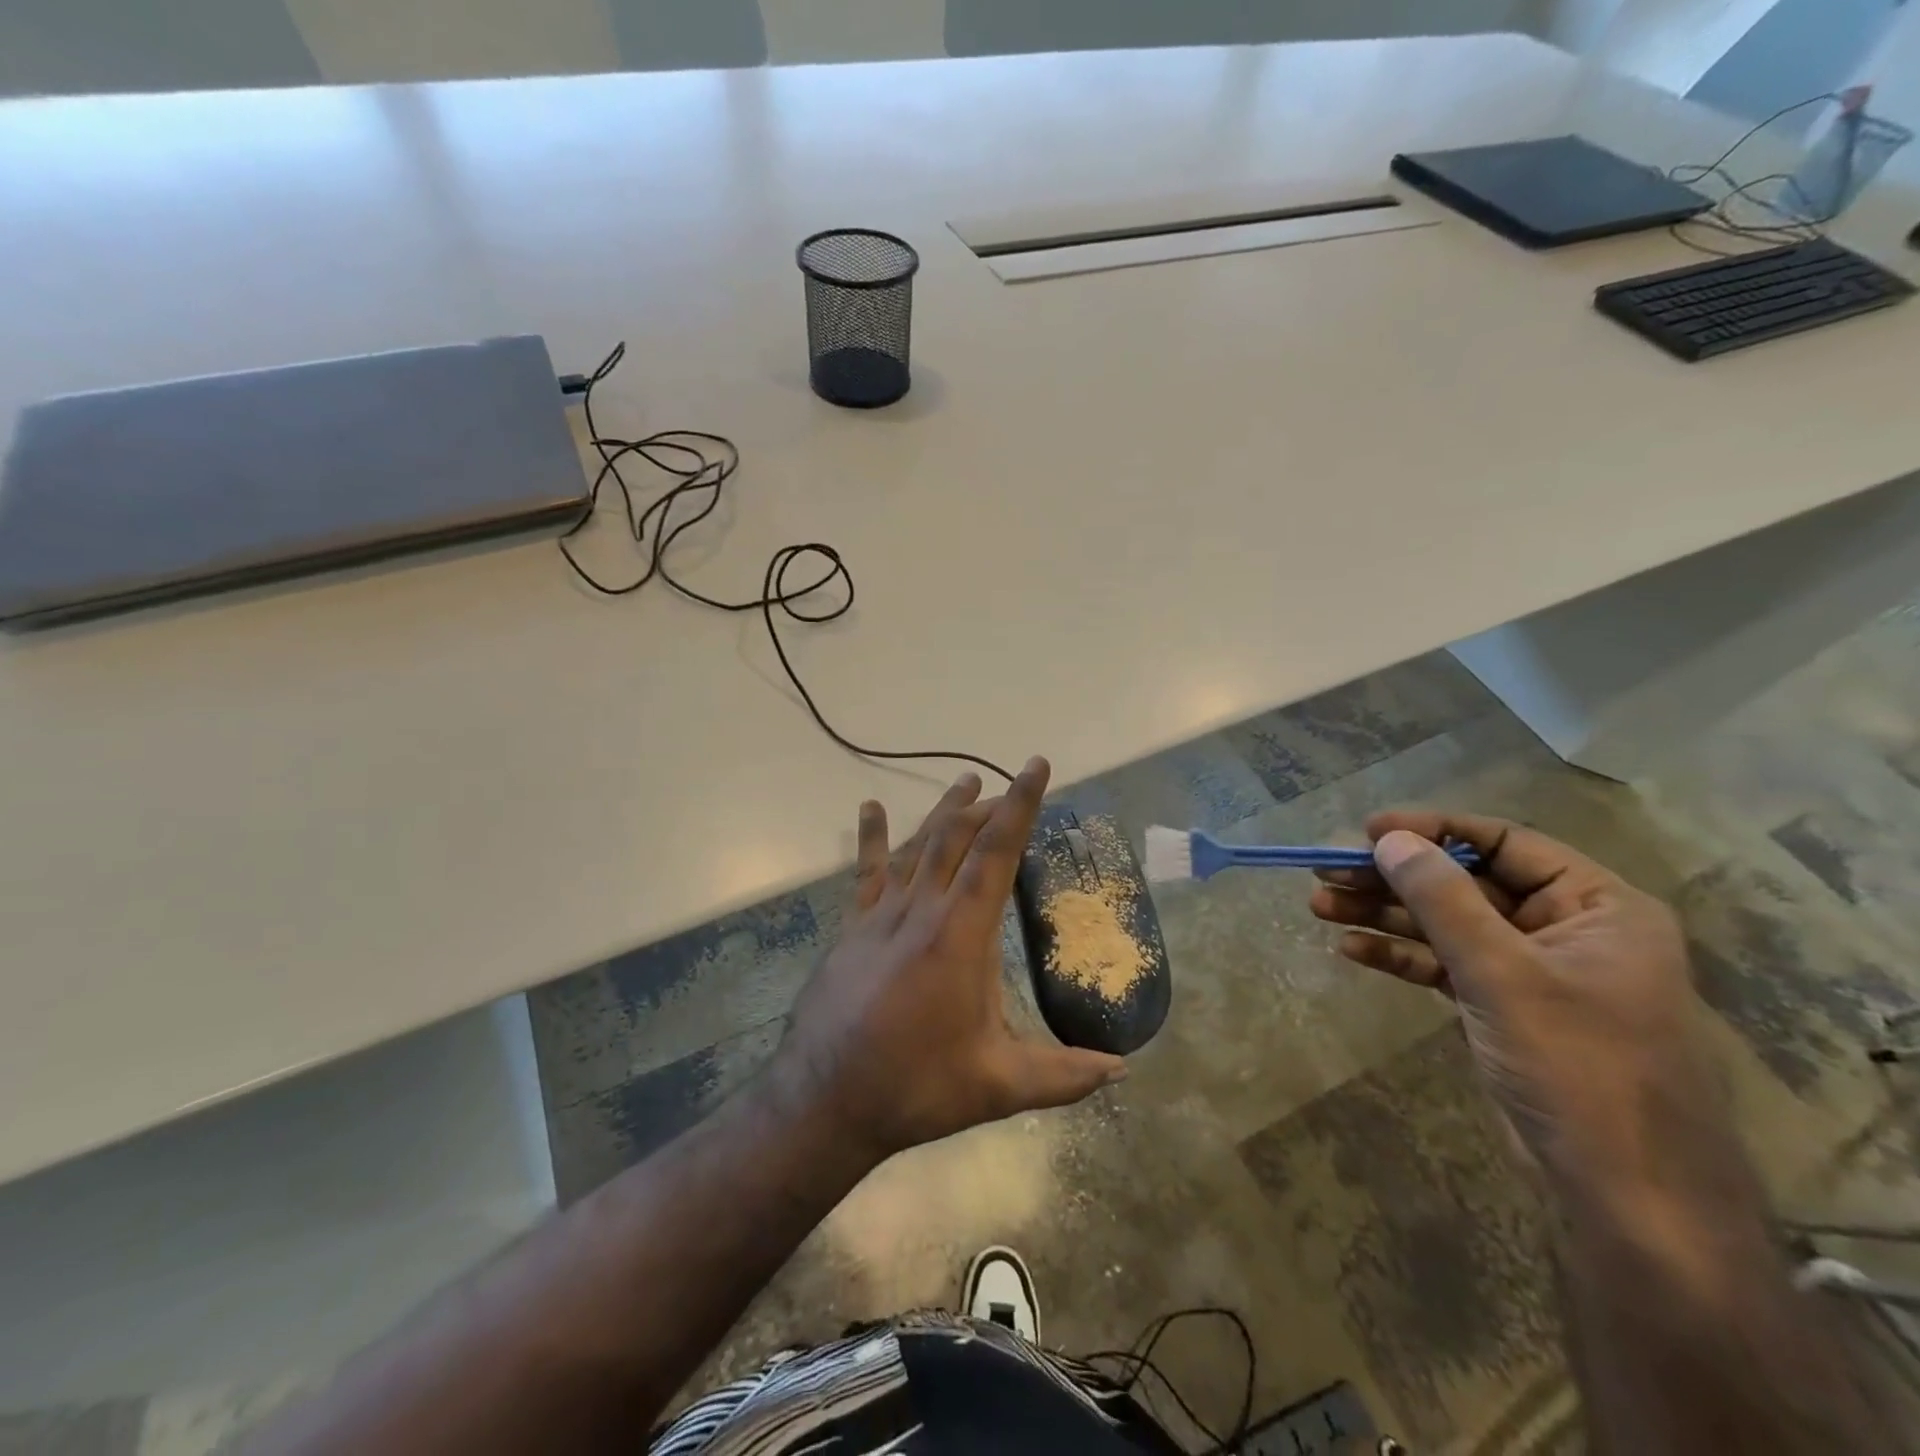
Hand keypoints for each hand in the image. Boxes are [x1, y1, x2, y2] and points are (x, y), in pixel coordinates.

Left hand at [774, 757, 1127, 1160]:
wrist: (825, 1099)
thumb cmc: (916, 1087)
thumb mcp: (997, 1086)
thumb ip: (1063, 1075)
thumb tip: (1121, 1069)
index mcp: (960, 935)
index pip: (995, 853)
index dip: (1020, 806)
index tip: (1035, 767)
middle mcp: (921, 909)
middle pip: (957, 838)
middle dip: (988, 807)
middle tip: (1012, 788)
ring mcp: (881, 915)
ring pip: (917, 846)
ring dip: (944, 811)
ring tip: (966, 781)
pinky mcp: (853, 928)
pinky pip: (867, 872)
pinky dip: (873, 837)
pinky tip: (871, 809)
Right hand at [1310, 812, 1719, 1202]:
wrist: (1626, 1195)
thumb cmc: (1577, 1066)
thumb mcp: (1502, 972)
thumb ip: (1442, 898)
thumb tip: (1390, 839)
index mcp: (1596, 905)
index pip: (1504, 842)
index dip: (1433, 830)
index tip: (1368, 831)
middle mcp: (1567, 928)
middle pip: (1464, 883)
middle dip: (1394, 878)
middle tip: (1327, 871)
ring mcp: (1533, 971)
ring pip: (1447, 924)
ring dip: (1385, 914)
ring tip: (1320, 905)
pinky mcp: (1504, 1007)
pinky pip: (1445, 964)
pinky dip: (1401, 956)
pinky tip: (1352, 949)